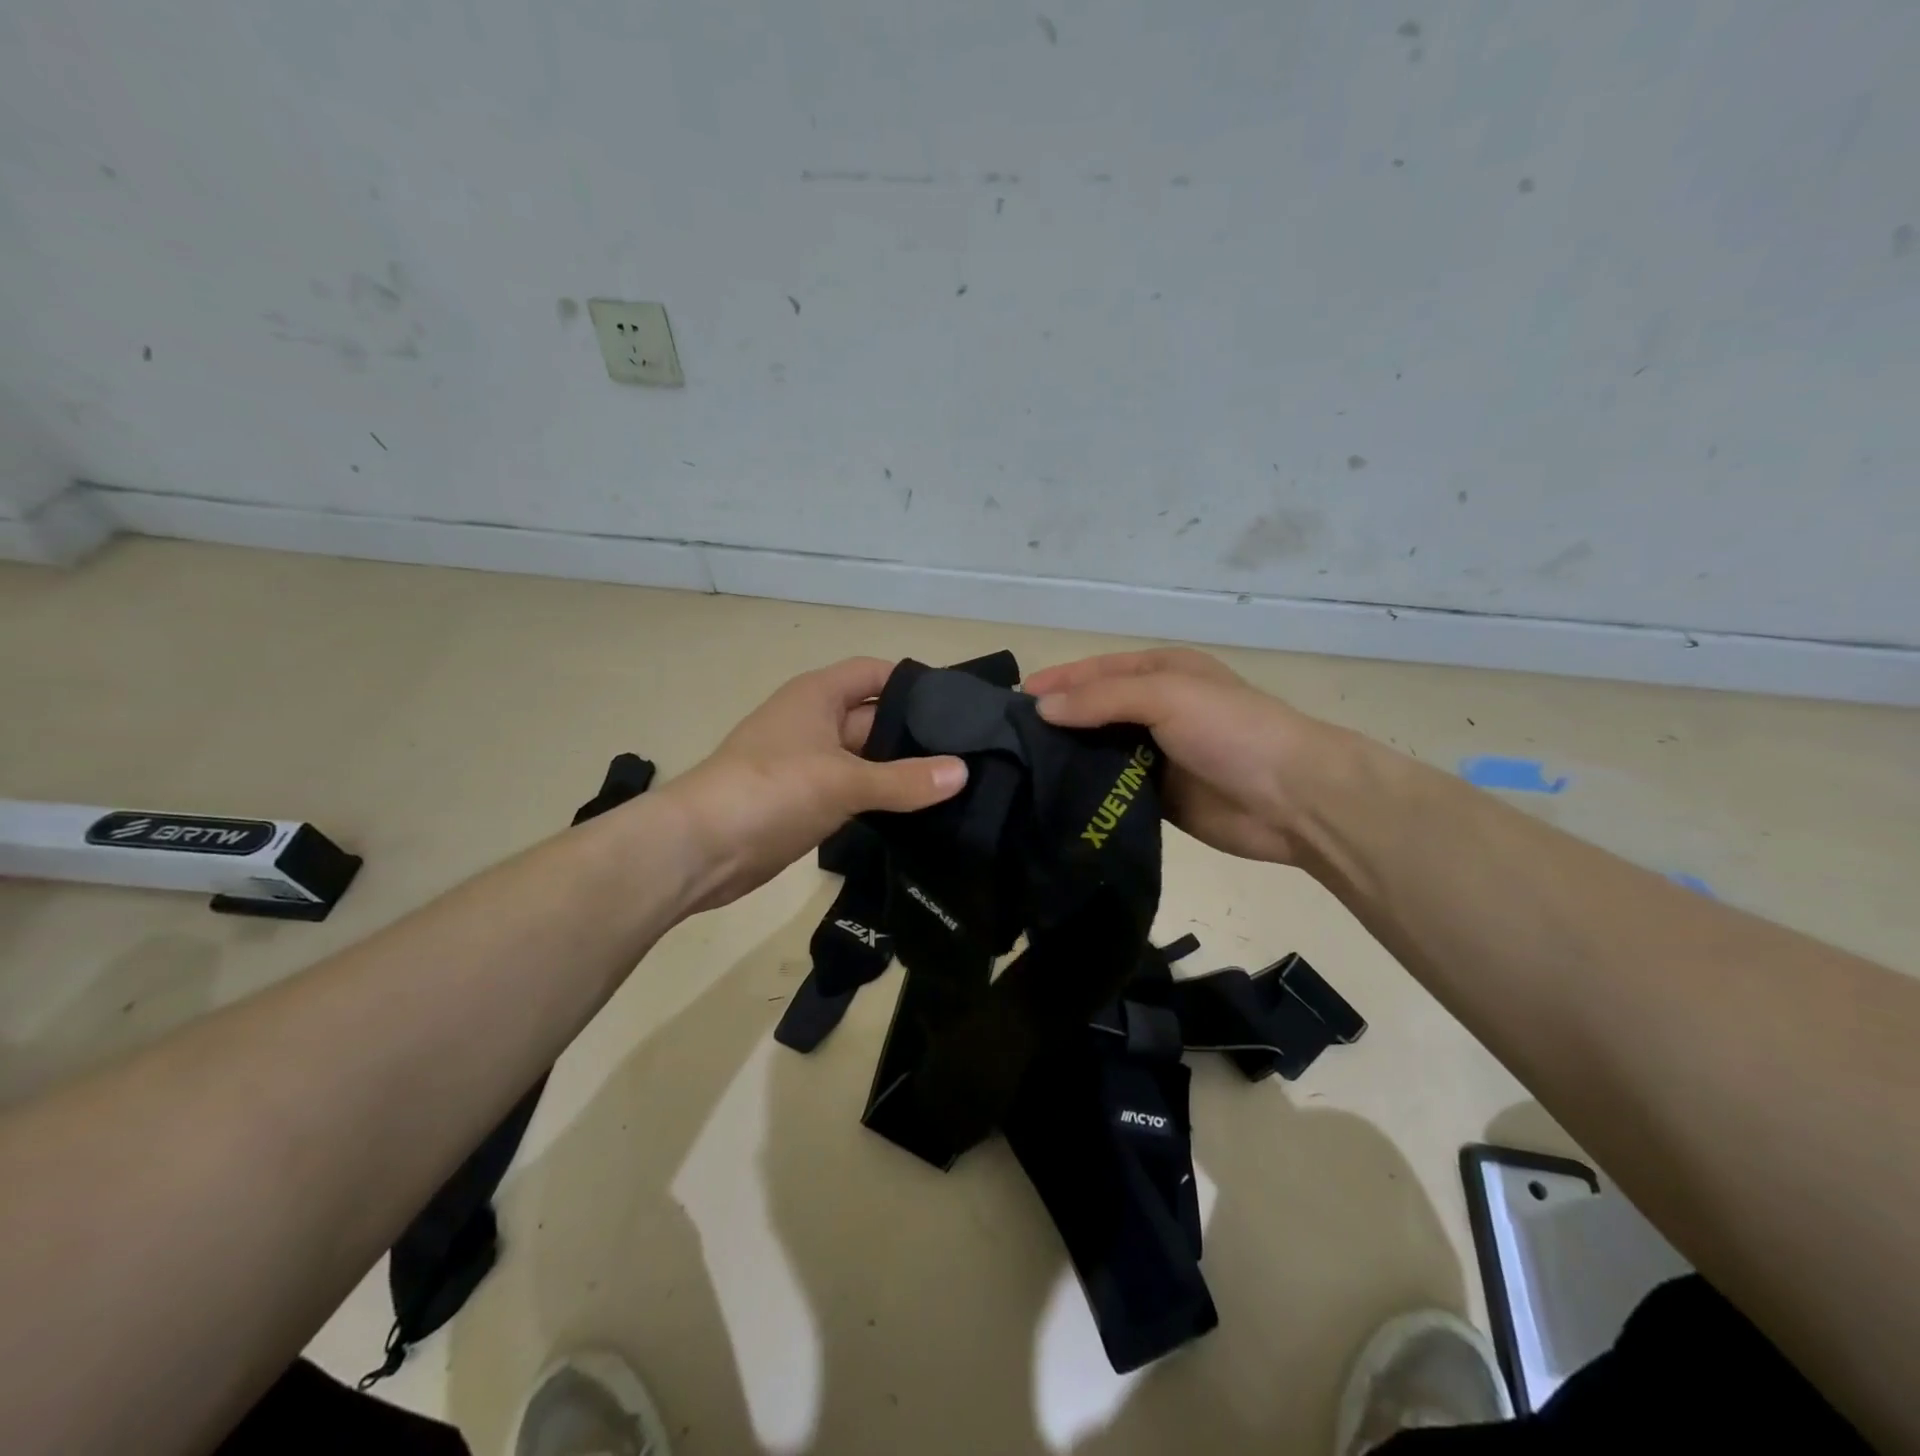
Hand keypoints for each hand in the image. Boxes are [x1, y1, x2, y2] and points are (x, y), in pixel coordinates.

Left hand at [660, 658, 967, 911]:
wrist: (700, 849)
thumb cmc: (771, 791)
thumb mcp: (844, 780)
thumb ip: (905, 779)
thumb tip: (962, 771)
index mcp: (818, 696)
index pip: (876, 674)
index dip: (915, 684)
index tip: (960, 706)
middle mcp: (815, 722)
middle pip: (875, 718)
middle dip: (915, 734)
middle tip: (971, 753)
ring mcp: (809, 764)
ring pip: (867, 759)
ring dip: (901, 771)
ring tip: (955, 784)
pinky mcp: (807, 801)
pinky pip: (854, 791)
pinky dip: (882, 798)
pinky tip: (919, 811)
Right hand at [1025, 648, 1339, 866]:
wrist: (1292, 799)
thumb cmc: (1232, 730)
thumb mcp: (1167, 695)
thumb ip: (1102, 699)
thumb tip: (1042, 709)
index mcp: (1162, 673)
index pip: (1096, 672)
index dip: (1057, 682)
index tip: (1014, 701)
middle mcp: (1156, 710)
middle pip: (1093, 712)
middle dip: (1056, 722)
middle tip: (1008, 742)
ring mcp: (1157, 756)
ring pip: (1099, 752)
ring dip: (1067, 759)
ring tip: (1020, 772)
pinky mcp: (1158, 797)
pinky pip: (1113, 789)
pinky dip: (1087, 791)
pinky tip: (1053, 800)